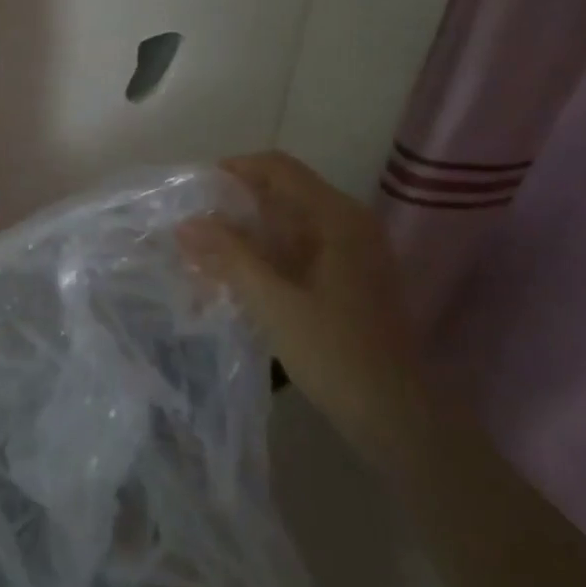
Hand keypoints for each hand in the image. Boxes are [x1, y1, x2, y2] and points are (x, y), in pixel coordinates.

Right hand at [179, 151, 428, 460]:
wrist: (399, 419)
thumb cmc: (336, 353)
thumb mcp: (273, 301)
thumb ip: (229, 255)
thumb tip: (186, 223)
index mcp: (337, 217)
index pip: (277, 167)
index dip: (233, 171)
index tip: (194, 191)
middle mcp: (348, 223)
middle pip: (281, 194)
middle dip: (233, 208)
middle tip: (191, 229)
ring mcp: (352, 252)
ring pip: (286, 225)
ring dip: (245, 236)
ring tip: (203, 257)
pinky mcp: (348, 278)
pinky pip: (297, 250)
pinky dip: (264, 257)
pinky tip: (233, 280)